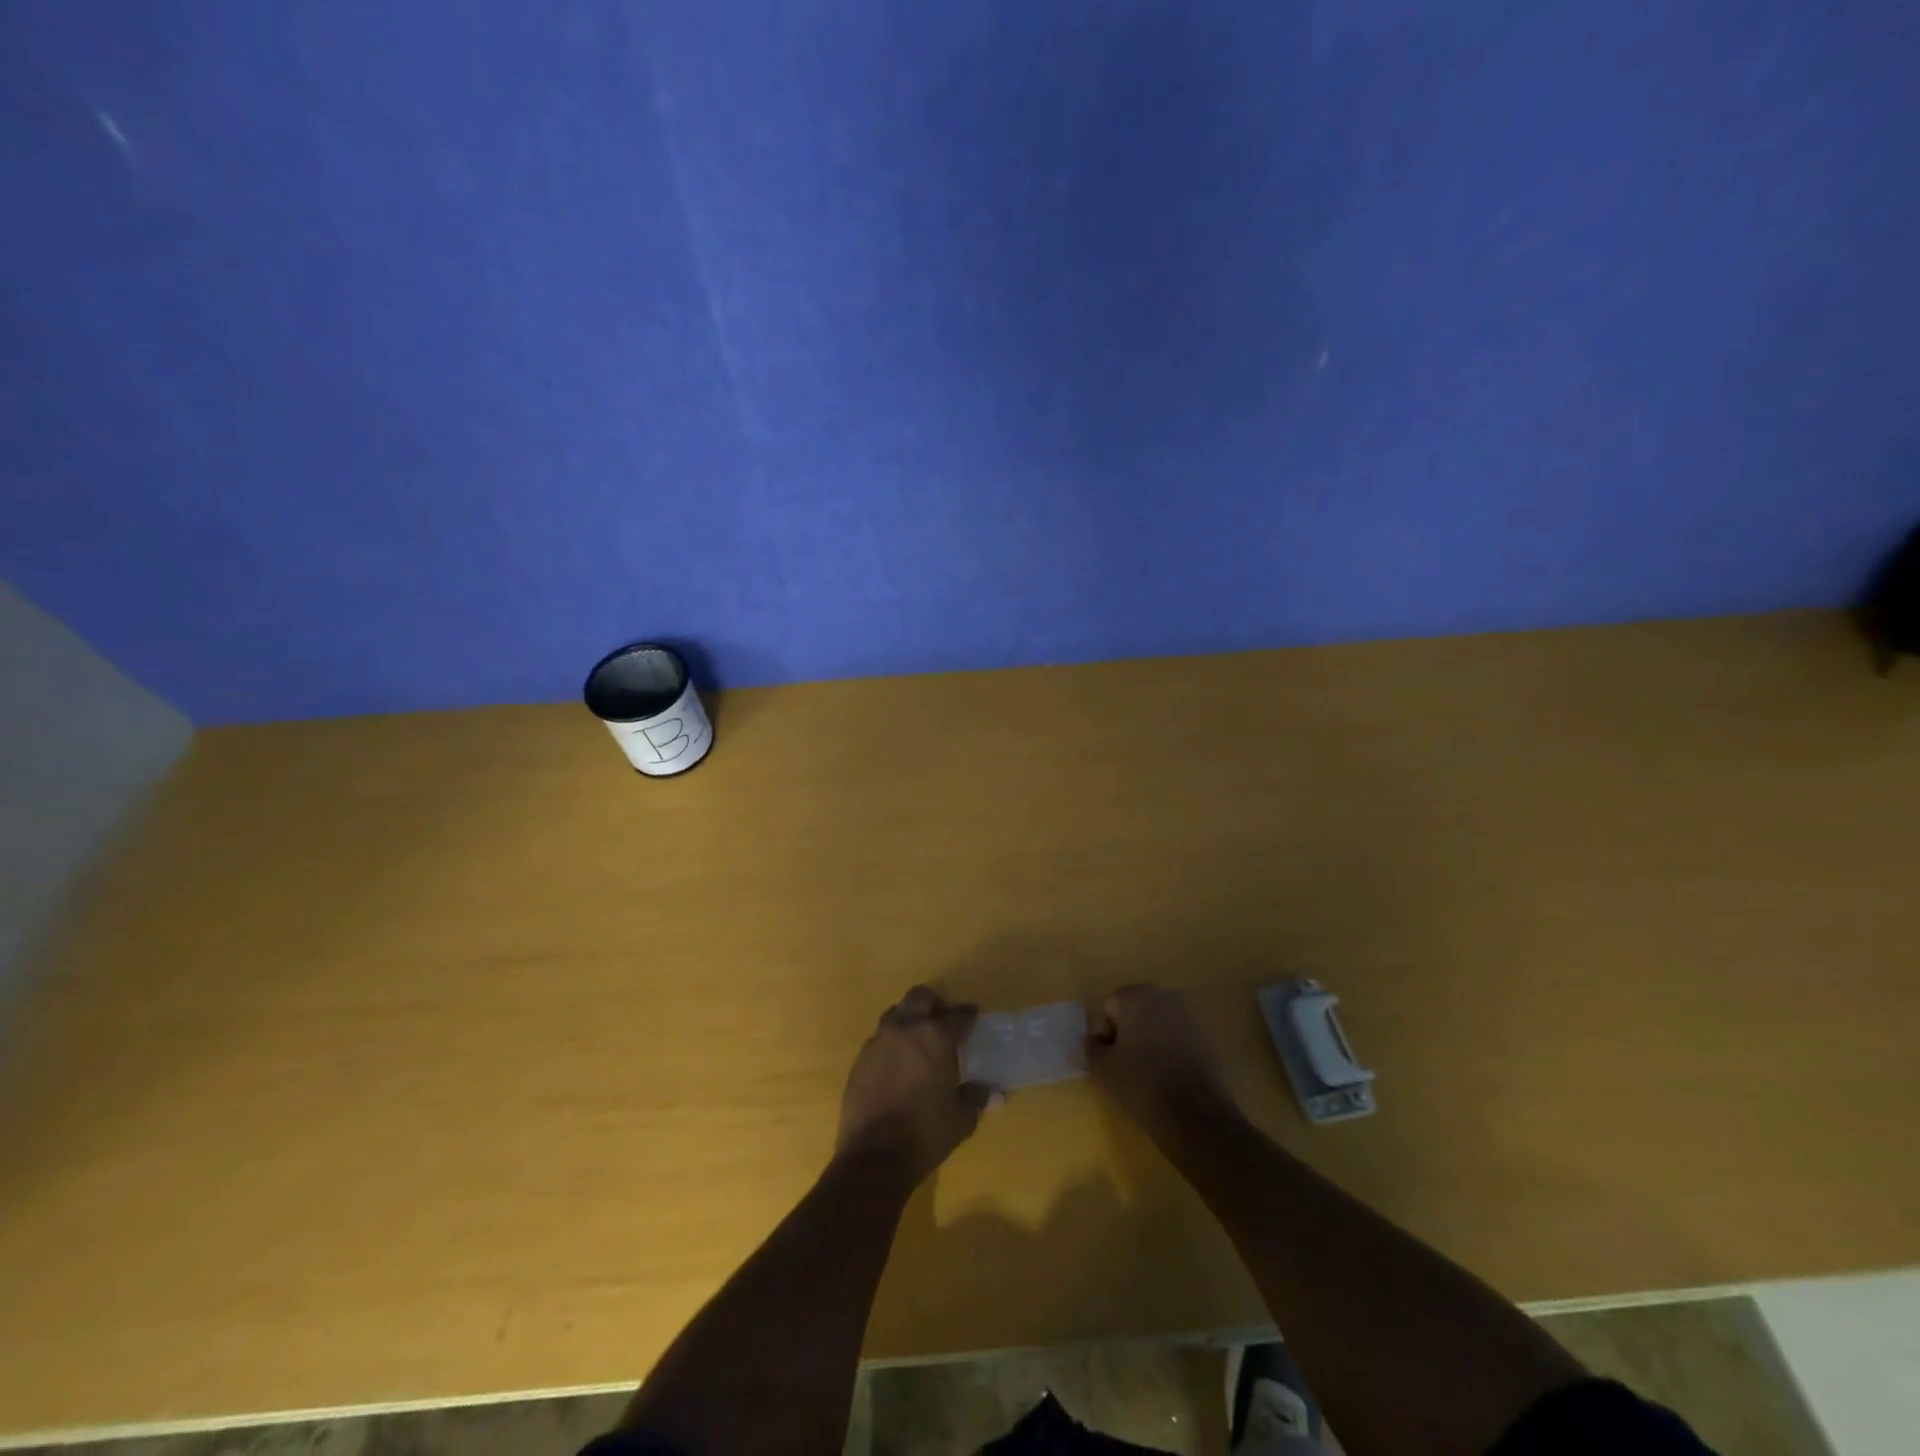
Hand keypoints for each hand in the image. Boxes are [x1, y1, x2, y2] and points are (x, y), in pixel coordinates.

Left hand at [836, 986, 996, 1181]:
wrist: (874, 1156)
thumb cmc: (925, 1132)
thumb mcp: (961, 1119)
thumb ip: (977, 1098)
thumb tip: (998, 1094)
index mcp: (935, 1037)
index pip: (957, 1015)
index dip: (968, 1015)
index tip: (973, 1018)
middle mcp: (905, 1029)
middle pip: (920, 997)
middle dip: (934, 1003)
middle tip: (943, 1020)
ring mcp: (879, 1041)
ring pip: (896, 1013)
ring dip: (909, 1019)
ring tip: (918, 1040)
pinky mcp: (860, 1059)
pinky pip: (879, 1038)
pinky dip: (892, 1043)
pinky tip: (897, 1064)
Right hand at [1085, 984, 1241, 1143]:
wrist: (1194, 1113)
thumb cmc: (1140, 1083)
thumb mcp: (1103, 1069)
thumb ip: (1091, 1049)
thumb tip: (1090, 1041)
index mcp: (1135, 997)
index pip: (1110, 1006)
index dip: (1105, 1032)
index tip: (1108, 1058)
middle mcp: (1163, 997)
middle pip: (1135, 1009)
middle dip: (1127, 1031)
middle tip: (1123, 1063)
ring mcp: (1188, 1016)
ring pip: (1157, 1022)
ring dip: (1149, 1039)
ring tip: (1146, 1071)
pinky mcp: (1205, 1037)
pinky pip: (1177, 1037)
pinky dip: (1169, 1049)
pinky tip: (1167, 1075)